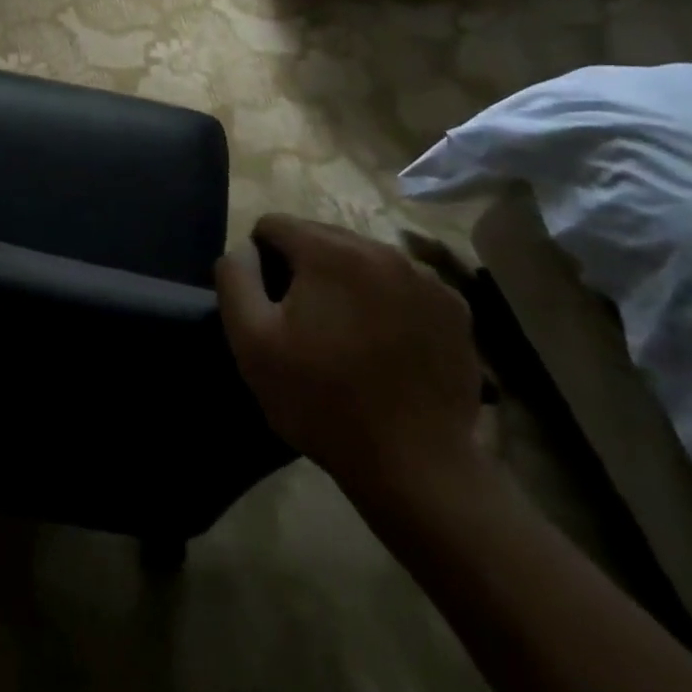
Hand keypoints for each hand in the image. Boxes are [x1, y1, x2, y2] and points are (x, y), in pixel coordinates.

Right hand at [217, 214, 482, 507]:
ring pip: (364, 260)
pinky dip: (386, 302)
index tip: (267, 304)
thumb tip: (244, 249)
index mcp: (331, 252)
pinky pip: (403, 286)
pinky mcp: (455, 310)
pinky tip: (384, 345)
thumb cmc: (321, 399)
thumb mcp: (251, 340)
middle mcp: (383, 250)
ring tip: (344, 335)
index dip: (260, 260)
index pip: (275, 225)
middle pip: (322, 237)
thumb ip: (236, 279)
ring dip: (345, 282)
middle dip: (304, 268)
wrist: (415, 465)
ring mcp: (427, 279)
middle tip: (303, 322)